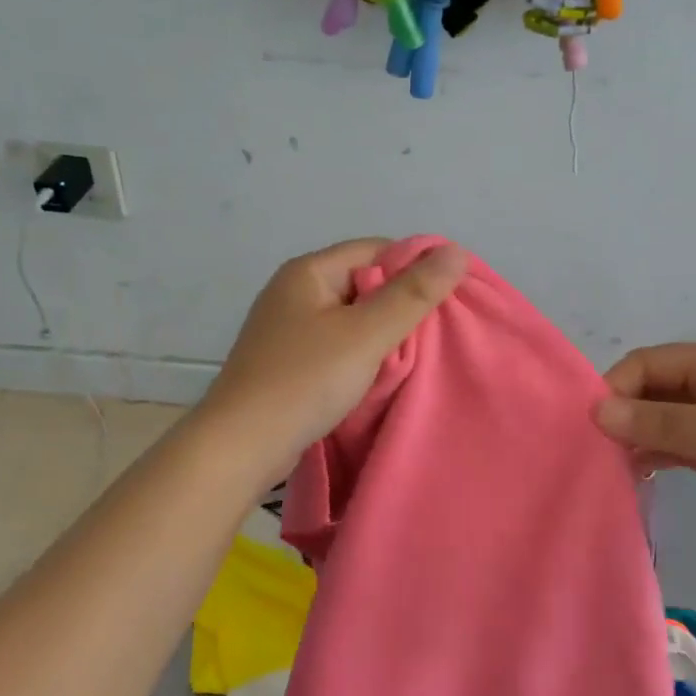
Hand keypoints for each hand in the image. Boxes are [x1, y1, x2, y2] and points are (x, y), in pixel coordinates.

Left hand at [200, 239, 467, 480]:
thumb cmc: (305, 380)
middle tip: (437, 331)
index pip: (376, 250)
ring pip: (352, 317)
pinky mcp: (288, 361)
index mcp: (309, 271)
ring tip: (415, 355)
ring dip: (383, 333)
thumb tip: (455, 252)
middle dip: (401, 303)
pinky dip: (361, 354)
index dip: (415, 267)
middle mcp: (294, 291)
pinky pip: (336, 345)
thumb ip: (413, 294)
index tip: (448, 297)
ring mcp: (288, 328)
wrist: (241, 445)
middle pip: (364, 282)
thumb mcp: (367, 334)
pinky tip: (380, 374)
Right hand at [595, 343, 695, 550]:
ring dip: (641, 437)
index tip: (592, 427)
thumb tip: (596, 412)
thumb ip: (661, 424)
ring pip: (668, 420)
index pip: (648, 363)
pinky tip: (641, 476)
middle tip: (595, 452)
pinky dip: (662, 455)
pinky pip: (686, 445)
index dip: (615, 388)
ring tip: (611, 467)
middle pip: (655, 390)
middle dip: (624, 414)